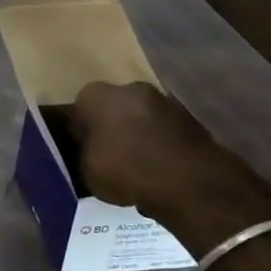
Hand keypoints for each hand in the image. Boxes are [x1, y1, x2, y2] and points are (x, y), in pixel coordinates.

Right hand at [61, 83, 270, 237]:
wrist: (189, 182)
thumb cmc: (125, 169)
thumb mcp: (85, 169)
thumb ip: (81, 153)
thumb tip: (83, 149)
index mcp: (97, 94)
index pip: (79, 106)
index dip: (78, 128)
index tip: (80, 148)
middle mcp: (131, 88)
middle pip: (113, 107)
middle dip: (110, 126)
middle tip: (106, 155)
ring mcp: (165, 101)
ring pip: (140, 117)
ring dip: (137, 135)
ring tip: (134, 166)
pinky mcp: (191, 120)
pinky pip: (163, 131)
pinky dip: (159, 144)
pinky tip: (156, 169)